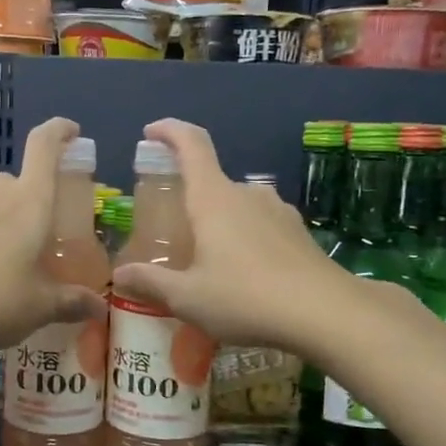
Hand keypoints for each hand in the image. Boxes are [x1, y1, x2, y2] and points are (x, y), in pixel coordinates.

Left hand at [0, 117, 105, 353]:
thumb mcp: (41, 306)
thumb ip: (72, 302)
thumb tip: (99, 307)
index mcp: (30, 201)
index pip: (43, 145)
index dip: (59, 130)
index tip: (72, 132)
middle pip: (21, 178)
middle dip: (35, 197)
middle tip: (46, 230)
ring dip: (9, 216)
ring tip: (17, 253)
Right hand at [110, 118, 353, 350]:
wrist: (328, 314)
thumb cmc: (246, 298)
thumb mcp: (188, 298)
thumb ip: (151, 283)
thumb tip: (118, 275)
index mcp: (214, 198)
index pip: (191, 145)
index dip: (169, 131)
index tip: (151, 132)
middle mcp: (246, 194)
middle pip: (211, 181)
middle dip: (189, 199)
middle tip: (172, 232)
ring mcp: (277, 211)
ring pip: (237, 205)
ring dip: (218, 221)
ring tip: (207, 258)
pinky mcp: (298, 232)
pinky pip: (260, 223)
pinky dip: (244, 237)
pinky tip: (243, 273)